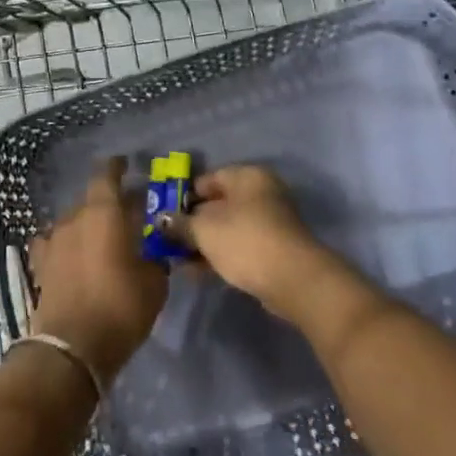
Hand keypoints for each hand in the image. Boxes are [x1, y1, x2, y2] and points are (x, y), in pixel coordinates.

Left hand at [27, 158, 167, 387]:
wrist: (72, 347)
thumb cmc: (120, 307)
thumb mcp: (154, 282)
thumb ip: (155, 257)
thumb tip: (154, 250)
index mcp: (103, 212)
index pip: (107, 175)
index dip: (117, 167)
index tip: (126, 165)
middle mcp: (74, 218)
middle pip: (91, 200)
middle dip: (108, 203)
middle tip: (126, 214)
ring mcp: (53, 241)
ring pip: (73, 222)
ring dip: (88, 226)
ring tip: (103, 239)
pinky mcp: (40, 266)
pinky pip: (56, 244)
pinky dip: (67, 246)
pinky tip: (74, 256)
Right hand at [164, 165, 350, 323]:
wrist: (292, 279)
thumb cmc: (244, 240)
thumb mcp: (203, 230)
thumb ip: (180, 223)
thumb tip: (162, 220)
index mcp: (247, 176)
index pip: (207, 179)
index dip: (182, 196)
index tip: (162, 215)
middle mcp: (261, 193)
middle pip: (217, 204)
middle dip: (191, 222)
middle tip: (167, 239)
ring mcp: (270, 222)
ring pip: (227, 228)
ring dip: (203, 242)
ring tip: (177, 259)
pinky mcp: (273, 248)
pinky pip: (239, 246)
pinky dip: (219, 254)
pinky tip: (197, 271)